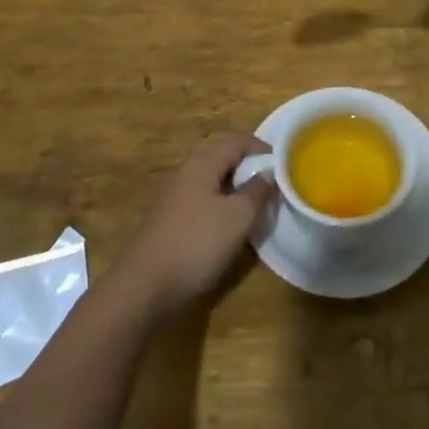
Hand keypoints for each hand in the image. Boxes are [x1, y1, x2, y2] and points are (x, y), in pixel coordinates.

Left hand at [113, 135, 273, 318]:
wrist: (144, 287)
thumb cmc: (196, 244)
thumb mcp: (237, 217)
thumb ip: (257, 191)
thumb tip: (268, 173)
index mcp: (202, 164)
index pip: (237, 141)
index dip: (262, 147)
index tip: (284, 162)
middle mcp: (185, 173)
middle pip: (221, 156)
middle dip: (247, 164)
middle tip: (270, 179)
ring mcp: (173, 197)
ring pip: (210, 179)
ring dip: (233, 185)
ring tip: (254, 201)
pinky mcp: (168, 220)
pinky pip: (200, 199)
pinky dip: (219, 202)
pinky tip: (228, 223)